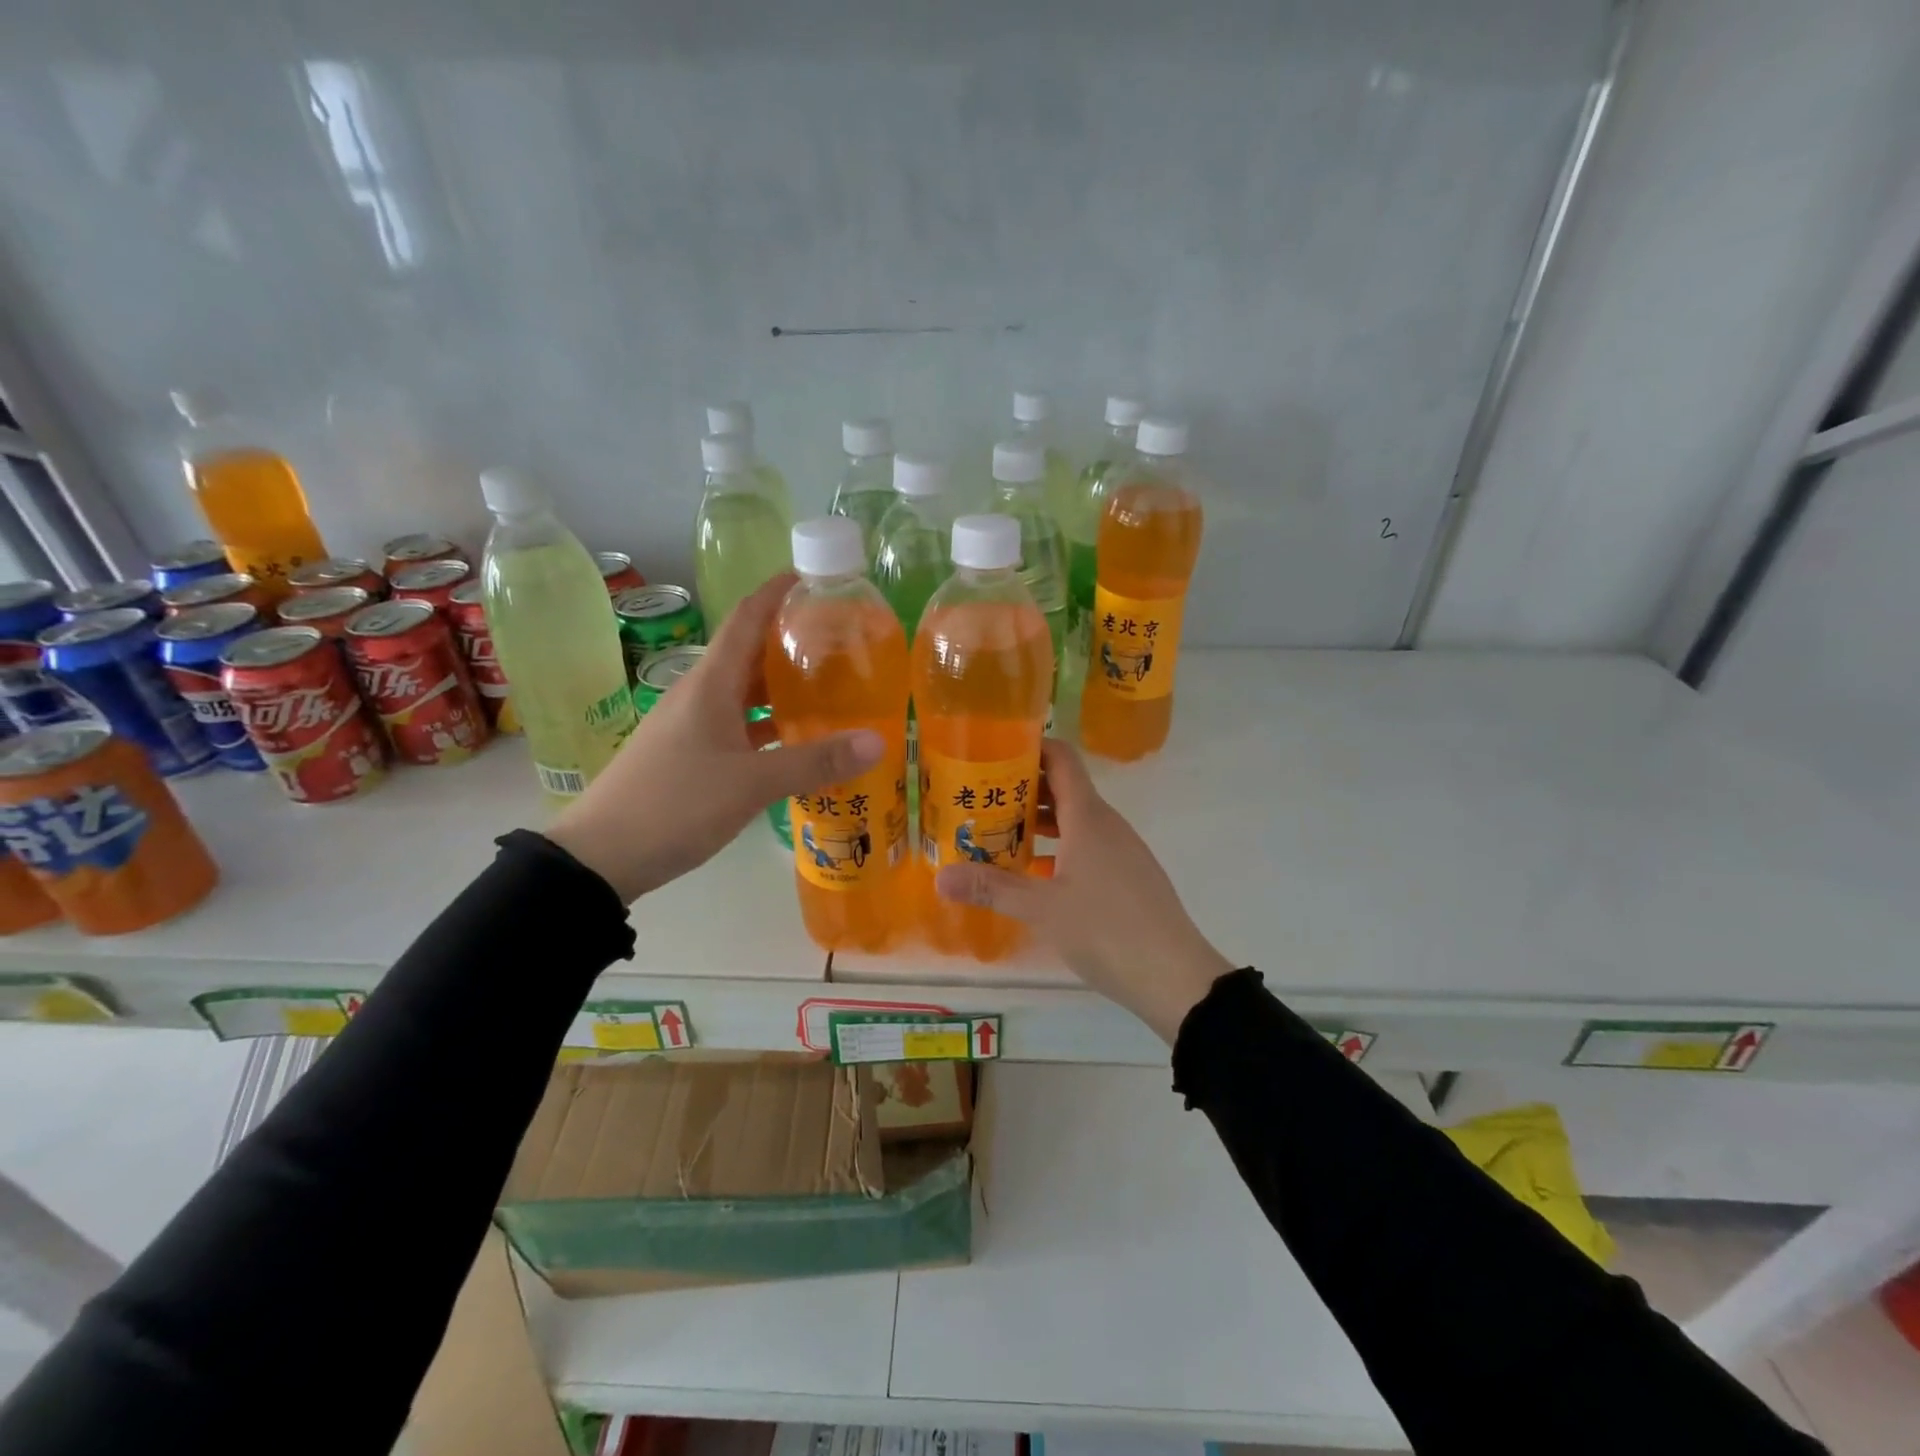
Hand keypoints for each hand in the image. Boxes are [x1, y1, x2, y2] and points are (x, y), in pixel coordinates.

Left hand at [547, 574, 882, 901]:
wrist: (601, 856)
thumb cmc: (675, 805)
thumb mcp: (751, 784)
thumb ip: (815, 762)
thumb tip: (878, 742)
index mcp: (710, 684)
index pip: (746, 618)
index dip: (777, 592)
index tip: (815, 577)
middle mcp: (700, 694)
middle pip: (749, 652)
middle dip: (791, 639)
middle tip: (841, 639)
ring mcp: (692, 725)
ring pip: (744, 692)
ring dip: (782, 685)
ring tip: (830, 685)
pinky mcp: (690, 753)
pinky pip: (738, 724)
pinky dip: (768, 723)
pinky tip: (797, 738)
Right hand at [934, 739, 1233, 1042]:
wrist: (1175, 976)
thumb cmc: (1106, 930)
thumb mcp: (1042, 909)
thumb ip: (992, 888)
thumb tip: (939, 876)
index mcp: (1088, 817)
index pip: (1061, 759)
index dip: (1030, 747)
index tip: (993, 752)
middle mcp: (1107, 824)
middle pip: (1064, 788)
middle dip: (1022, 789)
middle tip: (980, 799)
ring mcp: (1122, 850)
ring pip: (1075, 820)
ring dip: (1039, 822)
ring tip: (998, 834)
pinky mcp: (1128, 876)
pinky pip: (1088, 845)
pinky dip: (1059, 847)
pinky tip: (1035, 874)